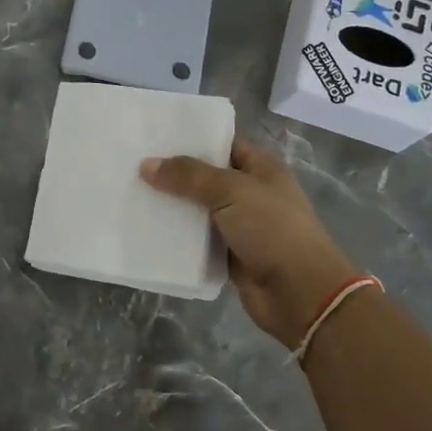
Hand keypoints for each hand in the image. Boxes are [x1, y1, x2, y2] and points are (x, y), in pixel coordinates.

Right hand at [141, 139, 359, 346]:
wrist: (299, 293)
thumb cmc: (272, 230)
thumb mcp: (232, 192)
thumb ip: (189, 176)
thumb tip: (146, 165)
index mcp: (261, 168)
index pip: (223, 144)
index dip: (192, 139)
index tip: (155, 137)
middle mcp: (250, 193)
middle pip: (206, 177)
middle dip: (174, 174)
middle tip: (133, 165)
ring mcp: (240, 225)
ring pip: (198, 210)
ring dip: (172, 206)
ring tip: (132, 194)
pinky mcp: (229, 255)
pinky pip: (197, 240)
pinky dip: (177, 237)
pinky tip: (146, 230)